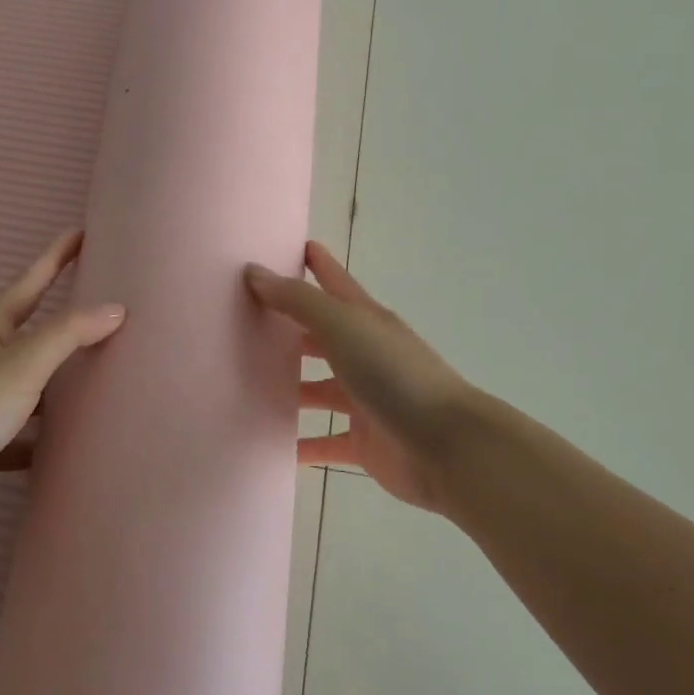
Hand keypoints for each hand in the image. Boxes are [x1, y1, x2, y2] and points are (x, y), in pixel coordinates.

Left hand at [0, 230, 125, 540]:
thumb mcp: (20, 365)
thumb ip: (67, 334)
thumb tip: (116, 308)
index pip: (30, 283)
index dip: (55, 257)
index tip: (81, 231)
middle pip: (32, 332)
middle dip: (65, 319)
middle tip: (105, 305)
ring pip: (32, 386)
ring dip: (61, 382)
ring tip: (102, 377)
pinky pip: (24, 434)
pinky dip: (45, 437)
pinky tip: (72, 445)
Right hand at [244, 242, 470, 512]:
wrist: (446, 447)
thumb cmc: (394, 375)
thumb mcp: (343, 326)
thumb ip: (298, 301)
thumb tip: (254, 272)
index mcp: (365, 320)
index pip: (334, 281)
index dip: (315, 263)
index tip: (286, 247)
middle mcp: (365, 355)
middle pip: (322, 336)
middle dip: (290, 329)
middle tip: (246, 324)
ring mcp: (366, 400)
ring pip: (320, 390)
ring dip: (291, 388)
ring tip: (249, 386)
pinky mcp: (365, 442)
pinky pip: (326, 442)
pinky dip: (303, 445)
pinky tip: (273, 447)